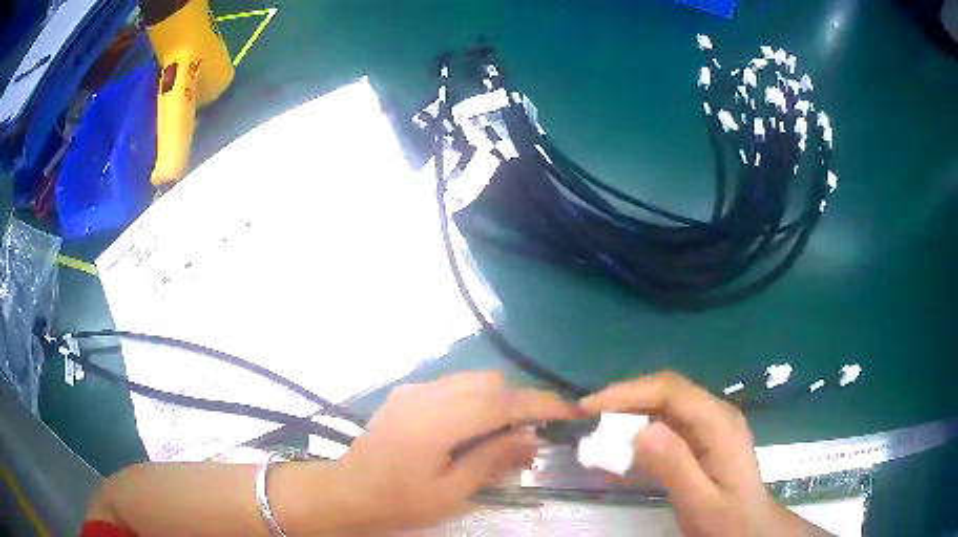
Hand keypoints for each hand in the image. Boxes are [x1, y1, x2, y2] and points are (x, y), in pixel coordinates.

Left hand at [336, 371, 580, 530]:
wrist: (347, 491)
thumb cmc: (399, 501)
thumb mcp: (451, 492)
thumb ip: (492, 460)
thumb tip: (532, 437)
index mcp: (437, 422)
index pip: (502, 401)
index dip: (541, 404)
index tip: (572, 411)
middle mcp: (426, 395)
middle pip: (490, 383)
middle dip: (520, 403)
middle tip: (532, 436)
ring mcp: (414, 390)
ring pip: (473, 380)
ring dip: (498, 400)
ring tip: (504, 435)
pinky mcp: (407, 393)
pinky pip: (454, 385)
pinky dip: (475, 400)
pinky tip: (471, 429)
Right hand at [580, 371, 830, 536]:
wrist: (751, 528)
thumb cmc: (727, 519)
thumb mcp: (700, 501)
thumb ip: (675, 466)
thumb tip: (640, 430)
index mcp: (719, 423)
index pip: (670, 389)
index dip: (627, 392)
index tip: (589, 408)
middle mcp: (716, 413)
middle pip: (667, 390)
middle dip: (625, 399)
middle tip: (587, 418)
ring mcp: (711, 424)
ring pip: (666, 403)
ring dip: (631, 412)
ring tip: (599, 431)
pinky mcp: (704, 436)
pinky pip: (669, 422)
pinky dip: (642, 427)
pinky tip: (625, 446)